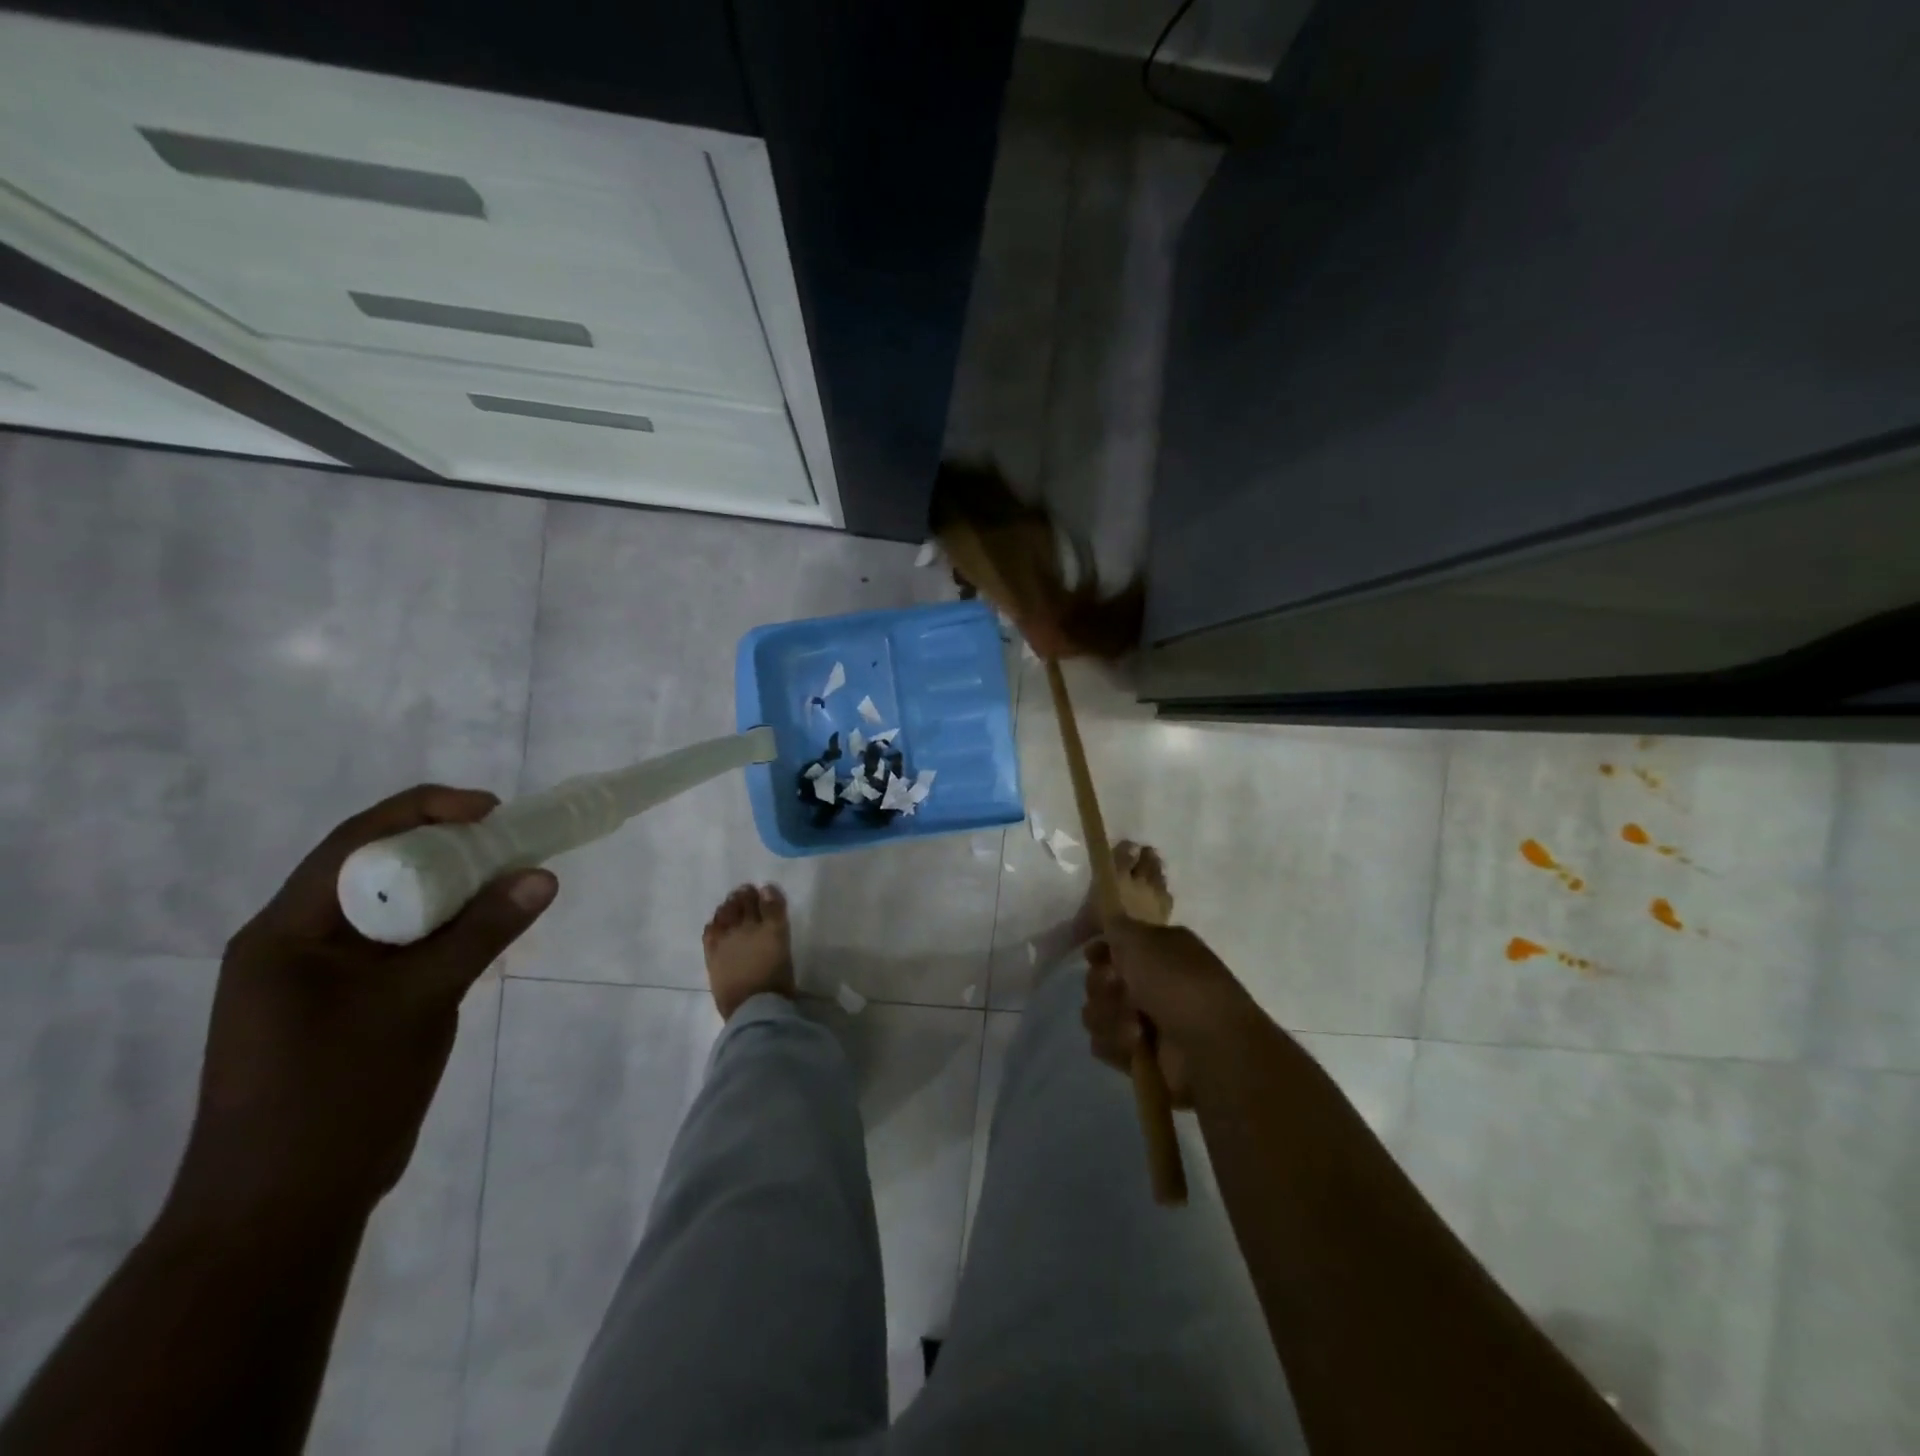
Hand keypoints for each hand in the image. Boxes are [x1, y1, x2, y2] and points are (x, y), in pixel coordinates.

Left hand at [165, 785, 557, 1231]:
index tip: (493, 810)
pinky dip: (445, 930)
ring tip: (511, 881)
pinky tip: (486, 932)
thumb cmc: (338, 1095)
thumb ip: (481, 933)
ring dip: (449, 890)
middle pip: (375, 870)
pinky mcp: (345, 1006)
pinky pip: (400, 946)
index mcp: (286, 932)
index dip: (426, 811)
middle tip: (512, 844)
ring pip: (392, 909)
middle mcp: (294, 943)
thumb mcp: (418, 1002)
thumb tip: (541, 875)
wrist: (284, 1209)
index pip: (357, 843)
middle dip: (445, 848)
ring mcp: (318, 978)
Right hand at [1082, 918, 1268, 1107]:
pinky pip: (1105, 1043)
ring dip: (1109, 1016)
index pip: (1116, 943)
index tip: (1091, 955)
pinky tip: (1135, 1046)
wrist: (1211, 1048)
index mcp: (1160, 948)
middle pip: (1100, 978)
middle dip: (1101, 985)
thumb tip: (1105, 922)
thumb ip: (1116, 925)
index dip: (1100, 948)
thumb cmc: (1178, 984)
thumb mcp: (1142, 939)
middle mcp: (1153, 981)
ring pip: (1098, 1011)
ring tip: (1135, 1026)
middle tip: (1118, 989)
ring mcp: (1146, 1018)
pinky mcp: (1140, 1053)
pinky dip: (1117, 1043)